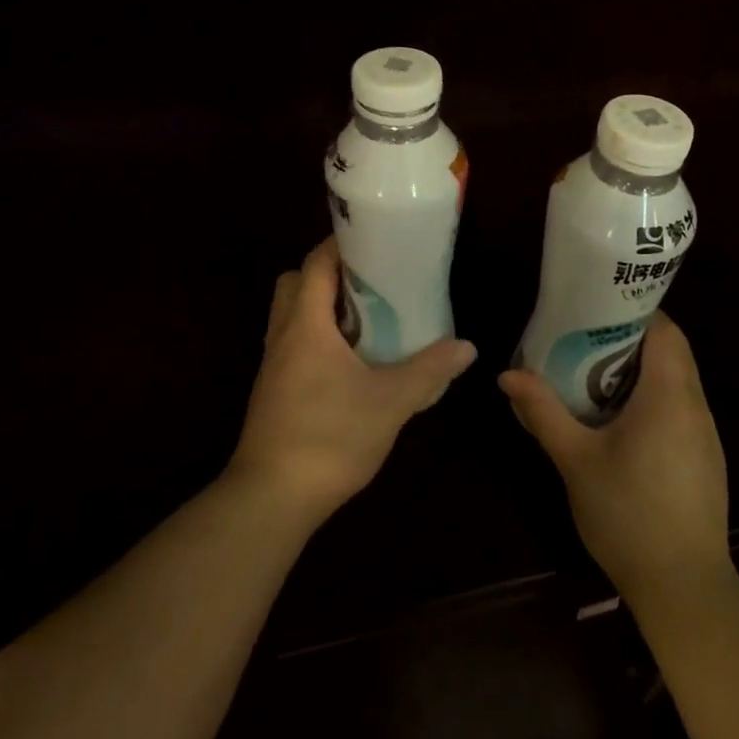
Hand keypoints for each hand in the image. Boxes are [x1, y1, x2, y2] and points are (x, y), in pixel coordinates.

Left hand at [227, 237, 477, 524]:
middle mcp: (283, 335)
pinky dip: (314, 337)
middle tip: (367, 281)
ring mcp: (272, 365)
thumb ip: (429, 371)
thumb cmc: (330, 437)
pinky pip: (290, 344)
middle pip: (293, 282)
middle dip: (325, 273)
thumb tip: (467, 347)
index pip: (315, 264)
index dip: (339, 245)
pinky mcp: (271, 390)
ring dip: (318, 306)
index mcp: (306, 325)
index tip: (371, 239)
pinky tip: (346, 362)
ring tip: (362, 318)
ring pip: (288, 314)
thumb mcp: (390, 402)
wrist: (272, 498)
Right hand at [498, 311, 732, 606]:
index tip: (594, 310)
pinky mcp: (706, 459)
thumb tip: (507, 375)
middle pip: (670, 351)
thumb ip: (543, 411)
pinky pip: (680, 408)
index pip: (664, 328)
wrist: (683, 588)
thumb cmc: (627, 514)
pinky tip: (619, 423)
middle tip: (582, 341)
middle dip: (628, 339)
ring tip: (593, 376)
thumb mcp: (575, 459)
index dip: (632, 311)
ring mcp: (706, 434)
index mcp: (669, 394)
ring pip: (676, 380)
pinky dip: (652, 399)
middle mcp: (695, 406)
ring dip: (640, 371)